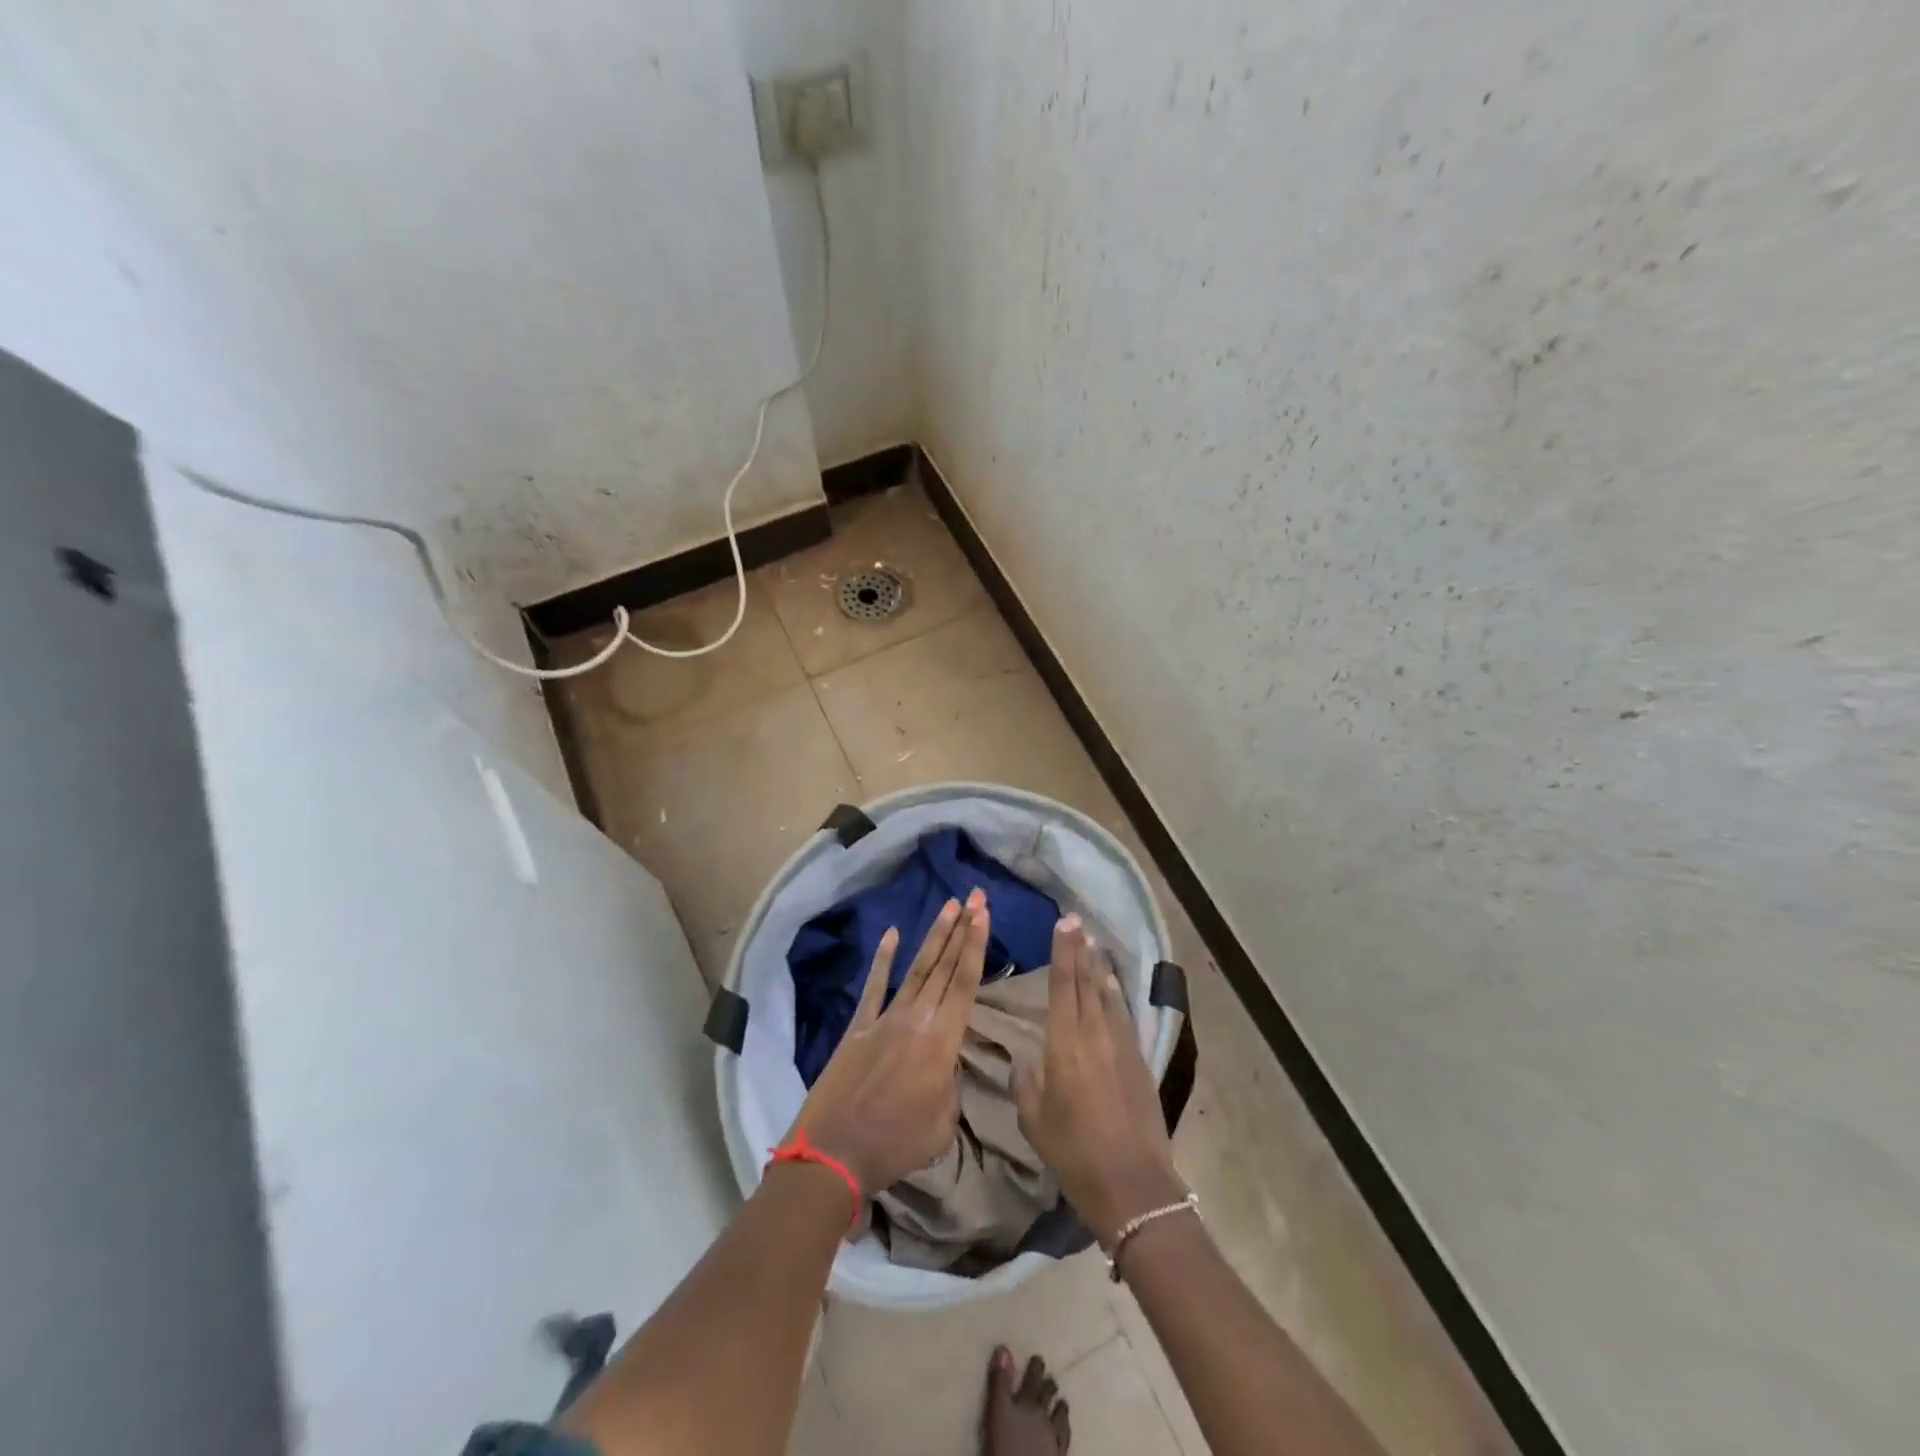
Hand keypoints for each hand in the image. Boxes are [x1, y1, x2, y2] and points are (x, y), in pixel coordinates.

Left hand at [792, 890, 990, 1196]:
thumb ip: (951, 1085)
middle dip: (963, 929)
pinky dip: (883, 959)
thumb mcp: (943, 1124)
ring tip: (949, 906)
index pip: (965, 984)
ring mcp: (884, 1019)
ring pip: (916, 969)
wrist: (834, 1153)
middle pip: (944, 967)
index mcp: (942, 1043)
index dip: (976, 946)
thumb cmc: (896, 1145)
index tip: (984, 914)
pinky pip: (873, 987)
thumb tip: (946, 1064)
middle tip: (976, 896)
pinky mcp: (858, 1026)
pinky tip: (892, 934)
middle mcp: (916, 1019)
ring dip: (934, 936)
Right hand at [1013, 915, 1185, 1248]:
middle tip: (1077, 922)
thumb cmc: (1074, 1153)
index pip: (1063, 986)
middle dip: (1081, 950)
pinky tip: (1112, 987)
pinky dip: (1116, 996)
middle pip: (1087, 982)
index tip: (1064, 924)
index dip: (1063, 952)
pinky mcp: (1139, 1061)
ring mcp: (1121, 1046)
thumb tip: (1025, 1062)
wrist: (1132, 1184)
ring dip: (1099, 969)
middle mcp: (1094, 1034)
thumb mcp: (1034, 1120)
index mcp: (1064, 1043)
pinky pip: (1123, 1016)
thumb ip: (1025, 1083)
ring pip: (1108, 996)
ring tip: (1094, 946)